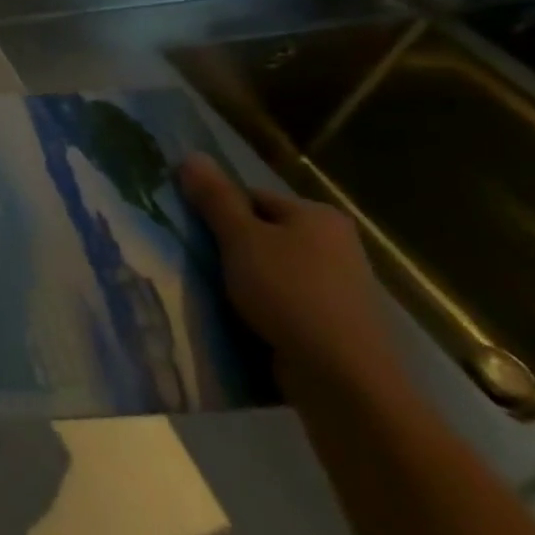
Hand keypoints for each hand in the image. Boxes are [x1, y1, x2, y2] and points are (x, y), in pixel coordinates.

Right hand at [179, 154, 408, 404]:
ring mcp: (339, 287)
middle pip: (263, 234)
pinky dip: (263, 308)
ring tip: (215, 295)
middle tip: (201, 264)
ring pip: (272, 271)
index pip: (253, 197)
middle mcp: (336, 245)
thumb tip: (191, 155)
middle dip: (231, 248)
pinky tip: (243, 320)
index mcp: (317, 215)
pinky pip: (285, 303)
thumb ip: (215, 198)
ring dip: (244, 281)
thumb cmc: (289, 293)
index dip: (220, 213)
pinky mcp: (334, 324)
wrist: (343, 378)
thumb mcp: (241, 239)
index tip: (196, 235)